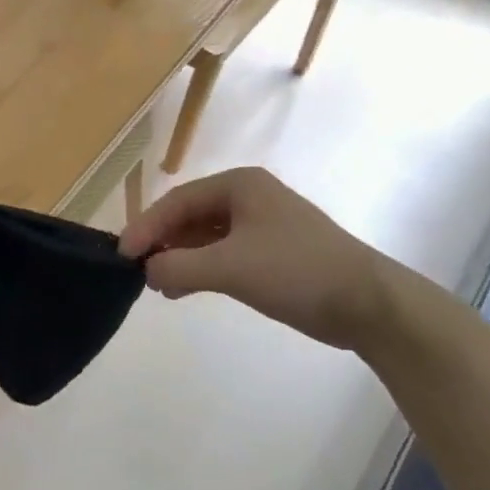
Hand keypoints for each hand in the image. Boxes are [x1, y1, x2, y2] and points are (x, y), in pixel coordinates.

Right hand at [119, 167, 393, 350]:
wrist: (367, 303)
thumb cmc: (296, 271)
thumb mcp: (229, 268)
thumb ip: (178, 267)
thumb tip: (146, 272)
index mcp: (239, 185)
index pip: (176, 202)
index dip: (145, 227)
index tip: (122, 255)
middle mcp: (247, 197)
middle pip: (187, 216)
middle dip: (161, 242)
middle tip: (137, 271)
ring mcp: (260, 225)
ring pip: (203, 236)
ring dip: (178, 257)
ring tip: (158, 285)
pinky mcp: (270, 252)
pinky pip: (221, 253)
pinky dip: (199, 268)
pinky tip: (184, 289)